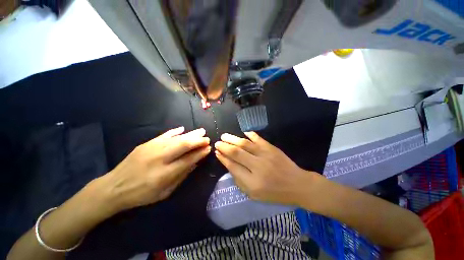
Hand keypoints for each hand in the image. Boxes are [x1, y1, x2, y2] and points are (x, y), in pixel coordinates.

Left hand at [101, 127, 210, 212]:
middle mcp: (160, 158)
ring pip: (176, 138)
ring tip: (201, 131)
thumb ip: (182, 176)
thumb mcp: (165, 192)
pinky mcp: (146, 144)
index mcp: (165, 173)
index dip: (200, 153)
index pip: (188, 159)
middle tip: (207, 138)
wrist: (114, 187)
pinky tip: (183, 129)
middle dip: (198, 141)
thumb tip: (195, 163)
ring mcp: (152, 148)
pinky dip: (175, 132)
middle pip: (184, 145)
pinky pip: (164, 135)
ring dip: (191, 134)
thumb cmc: (142, 194)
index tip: (208, 148)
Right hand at [214, 132, 318, 205]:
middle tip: (217, 142)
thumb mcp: (254, 194)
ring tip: (224, 136)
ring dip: (233, 139)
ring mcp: (265, 155)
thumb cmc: (274, 193)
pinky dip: (250, 135)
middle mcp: (258, 167)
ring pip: (245, 144)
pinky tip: (243, 133)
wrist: (297, 185)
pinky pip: (258, 139)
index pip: (233, 167)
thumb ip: (239, 180)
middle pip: (237, 153)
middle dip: (225, 147)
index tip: (217, 153)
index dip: (223, 159)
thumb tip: (229, 165)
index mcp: (252, 182)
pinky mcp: (272, 148)